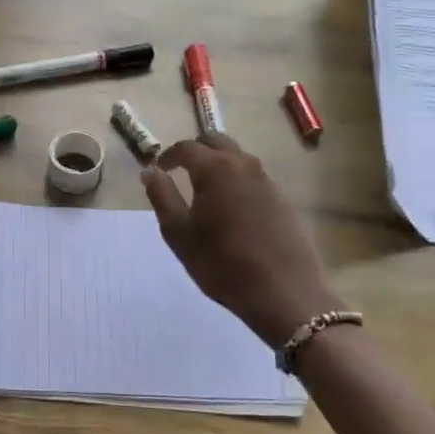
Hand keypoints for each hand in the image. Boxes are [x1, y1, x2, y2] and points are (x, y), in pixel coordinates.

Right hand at [143, 135, 339, 347]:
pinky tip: (232, 207)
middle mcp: (244, 165)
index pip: (187, 147)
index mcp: (215, 169)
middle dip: (195, 149)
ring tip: (204, 188)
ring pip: (238, 157)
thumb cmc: (221, 263)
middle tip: (180, 169)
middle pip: (217, 141)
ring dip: (218, 162)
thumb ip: (162, 196)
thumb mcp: (178, 233)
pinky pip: (254, 177)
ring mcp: (268, 181)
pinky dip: (237, 180)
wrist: (283, 292)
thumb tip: (151, 170)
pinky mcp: (283, 199)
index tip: (159, 168)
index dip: (168, 155)